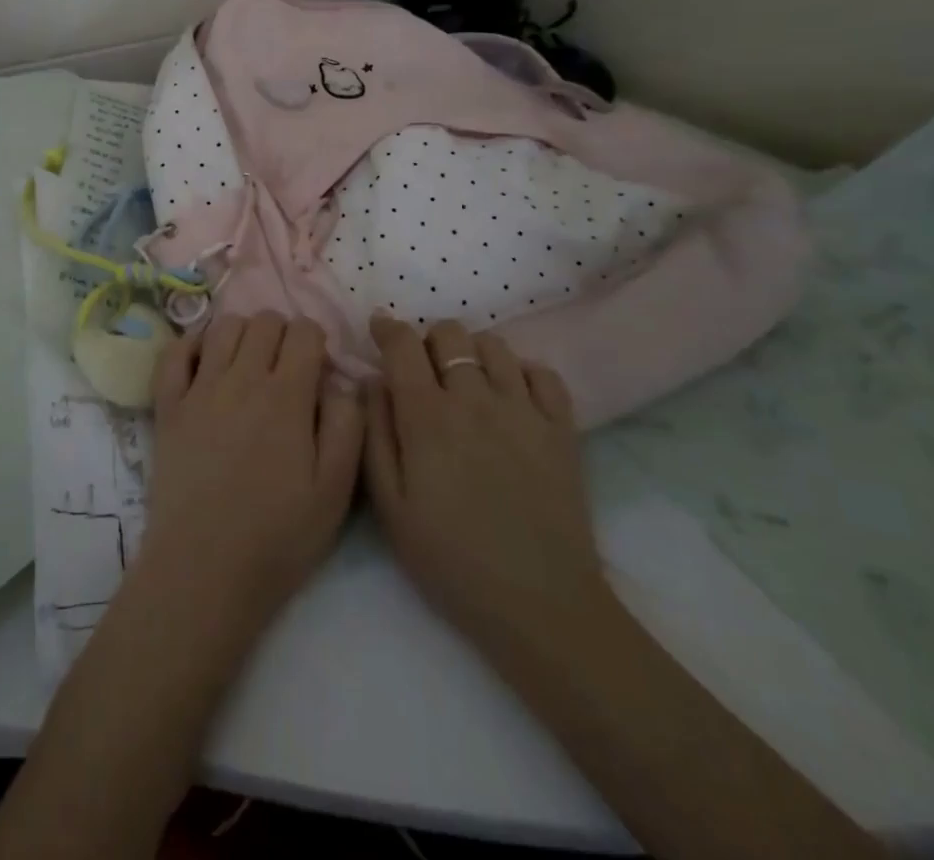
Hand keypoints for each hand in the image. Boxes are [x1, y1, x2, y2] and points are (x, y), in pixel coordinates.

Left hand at [138, 313, 363, 635]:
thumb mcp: (336, 490)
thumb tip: (342, 381)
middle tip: (287, 369)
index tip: (318, 369)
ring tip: (250, 364)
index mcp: (286, 396)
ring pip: (223, 327)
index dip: (317, 341)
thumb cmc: (278, 536)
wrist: (204, 569)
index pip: (304, 331)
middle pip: (264, 321)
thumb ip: (348, 425)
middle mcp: (241, 378)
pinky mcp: (168, 406)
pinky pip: (174, 353)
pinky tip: (205, 362)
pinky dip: (192, 344)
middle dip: (283, 334)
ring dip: (243, 334)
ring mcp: (199, 389)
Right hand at [363, 316, 611, 657]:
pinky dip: (523, 372)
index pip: (403, 344)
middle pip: (449, 333)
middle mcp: (474, 398)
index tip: (379, 328)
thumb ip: (374, 434)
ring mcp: (523, 409)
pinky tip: (512, 396)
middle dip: (428, 340)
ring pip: (494, 345)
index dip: (387, 327)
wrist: (540, 605)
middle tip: (422, 369)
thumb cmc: (451, 559)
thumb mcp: (390, 506)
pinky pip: (544, 372)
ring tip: (467, 381)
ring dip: (472, 352)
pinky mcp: (562, 428)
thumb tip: (371, 381)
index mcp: (427, 416)